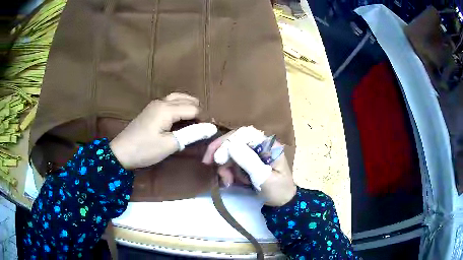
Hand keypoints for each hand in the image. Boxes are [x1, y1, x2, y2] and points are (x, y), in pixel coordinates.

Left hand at [110, 93, 217, 168]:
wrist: (121, 152)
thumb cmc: (145, 149)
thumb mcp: (169, 144)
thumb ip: (191, 134)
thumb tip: (211, 128)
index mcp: (167, 108)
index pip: (194, 109)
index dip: (203, 120)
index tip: (208, 133)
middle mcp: (162, 101)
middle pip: (187, 99)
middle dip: (197, 111)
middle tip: (201, 128)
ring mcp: (155, 104)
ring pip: (178, 98)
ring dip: (188, 107)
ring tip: (194, 122)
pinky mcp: (151, 109)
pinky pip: (170, 102)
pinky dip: (179, 108)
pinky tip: (180, 119)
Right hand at [202, 126, 296, 206]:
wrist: (282, 203)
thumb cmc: (278, 190)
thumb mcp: (264, 178)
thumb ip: (249, 161)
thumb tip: (231, 145)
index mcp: (268, 145)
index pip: (244, 134)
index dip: (227, 142)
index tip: (216, 158)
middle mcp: (260, 145)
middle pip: (235, 140)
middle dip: (222, 154)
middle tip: (210, 166)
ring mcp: (254, 153)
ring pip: (231, 152)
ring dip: (224, 166)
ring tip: (227, 182)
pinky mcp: (248, 161)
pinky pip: (232, 161)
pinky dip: (228, 171)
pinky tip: (229, 182)